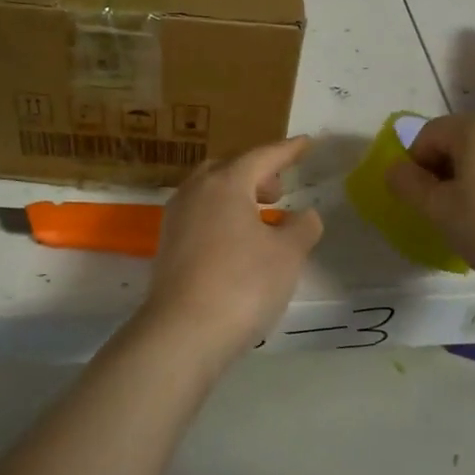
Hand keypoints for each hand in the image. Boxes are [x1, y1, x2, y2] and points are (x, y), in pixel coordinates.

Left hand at [132, 136, 323, 371]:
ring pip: (210, 191)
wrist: (183, 331)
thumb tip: (304, 215)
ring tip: (262, 217)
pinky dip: (222, 216)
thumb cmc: (242, 284)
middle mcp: (196, 191)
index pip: (262, 156)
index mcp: (226, 182)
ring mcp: (176, 217)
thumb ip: (301, 227)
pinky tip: (238, 241)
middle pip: (230, 168)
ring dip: (238, 195)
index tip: (306, 143)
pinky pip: (200, 214)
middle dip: (257, 173)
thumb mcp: (287, 254)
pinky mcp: (167, 244)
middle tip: (279, 190)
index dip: (288, 150)